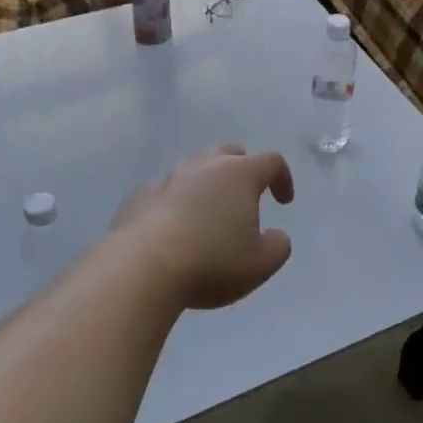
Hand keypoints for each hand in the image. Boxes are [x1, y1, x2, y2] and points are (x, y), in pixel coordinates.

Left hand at [113, 146, 295, 310]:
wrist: (143, 267)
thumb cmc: (212, 262)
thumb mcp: (261, 263)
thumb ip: (278, 246)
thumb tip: (275, 236)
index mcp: (239, 174)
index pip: (271, 161)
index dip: (282, 178)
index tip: (283, 202)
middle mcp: (204, 166)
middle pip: (230, 155)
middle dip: (242, 172)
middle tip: (245, 200)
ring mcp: (168, 178)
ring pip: (194, 170)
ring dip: (206, 187)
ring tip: (207, 217)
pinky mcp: (139, 195)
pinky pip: (164, 192)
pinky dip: (174, 203)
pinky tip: (172, 230)